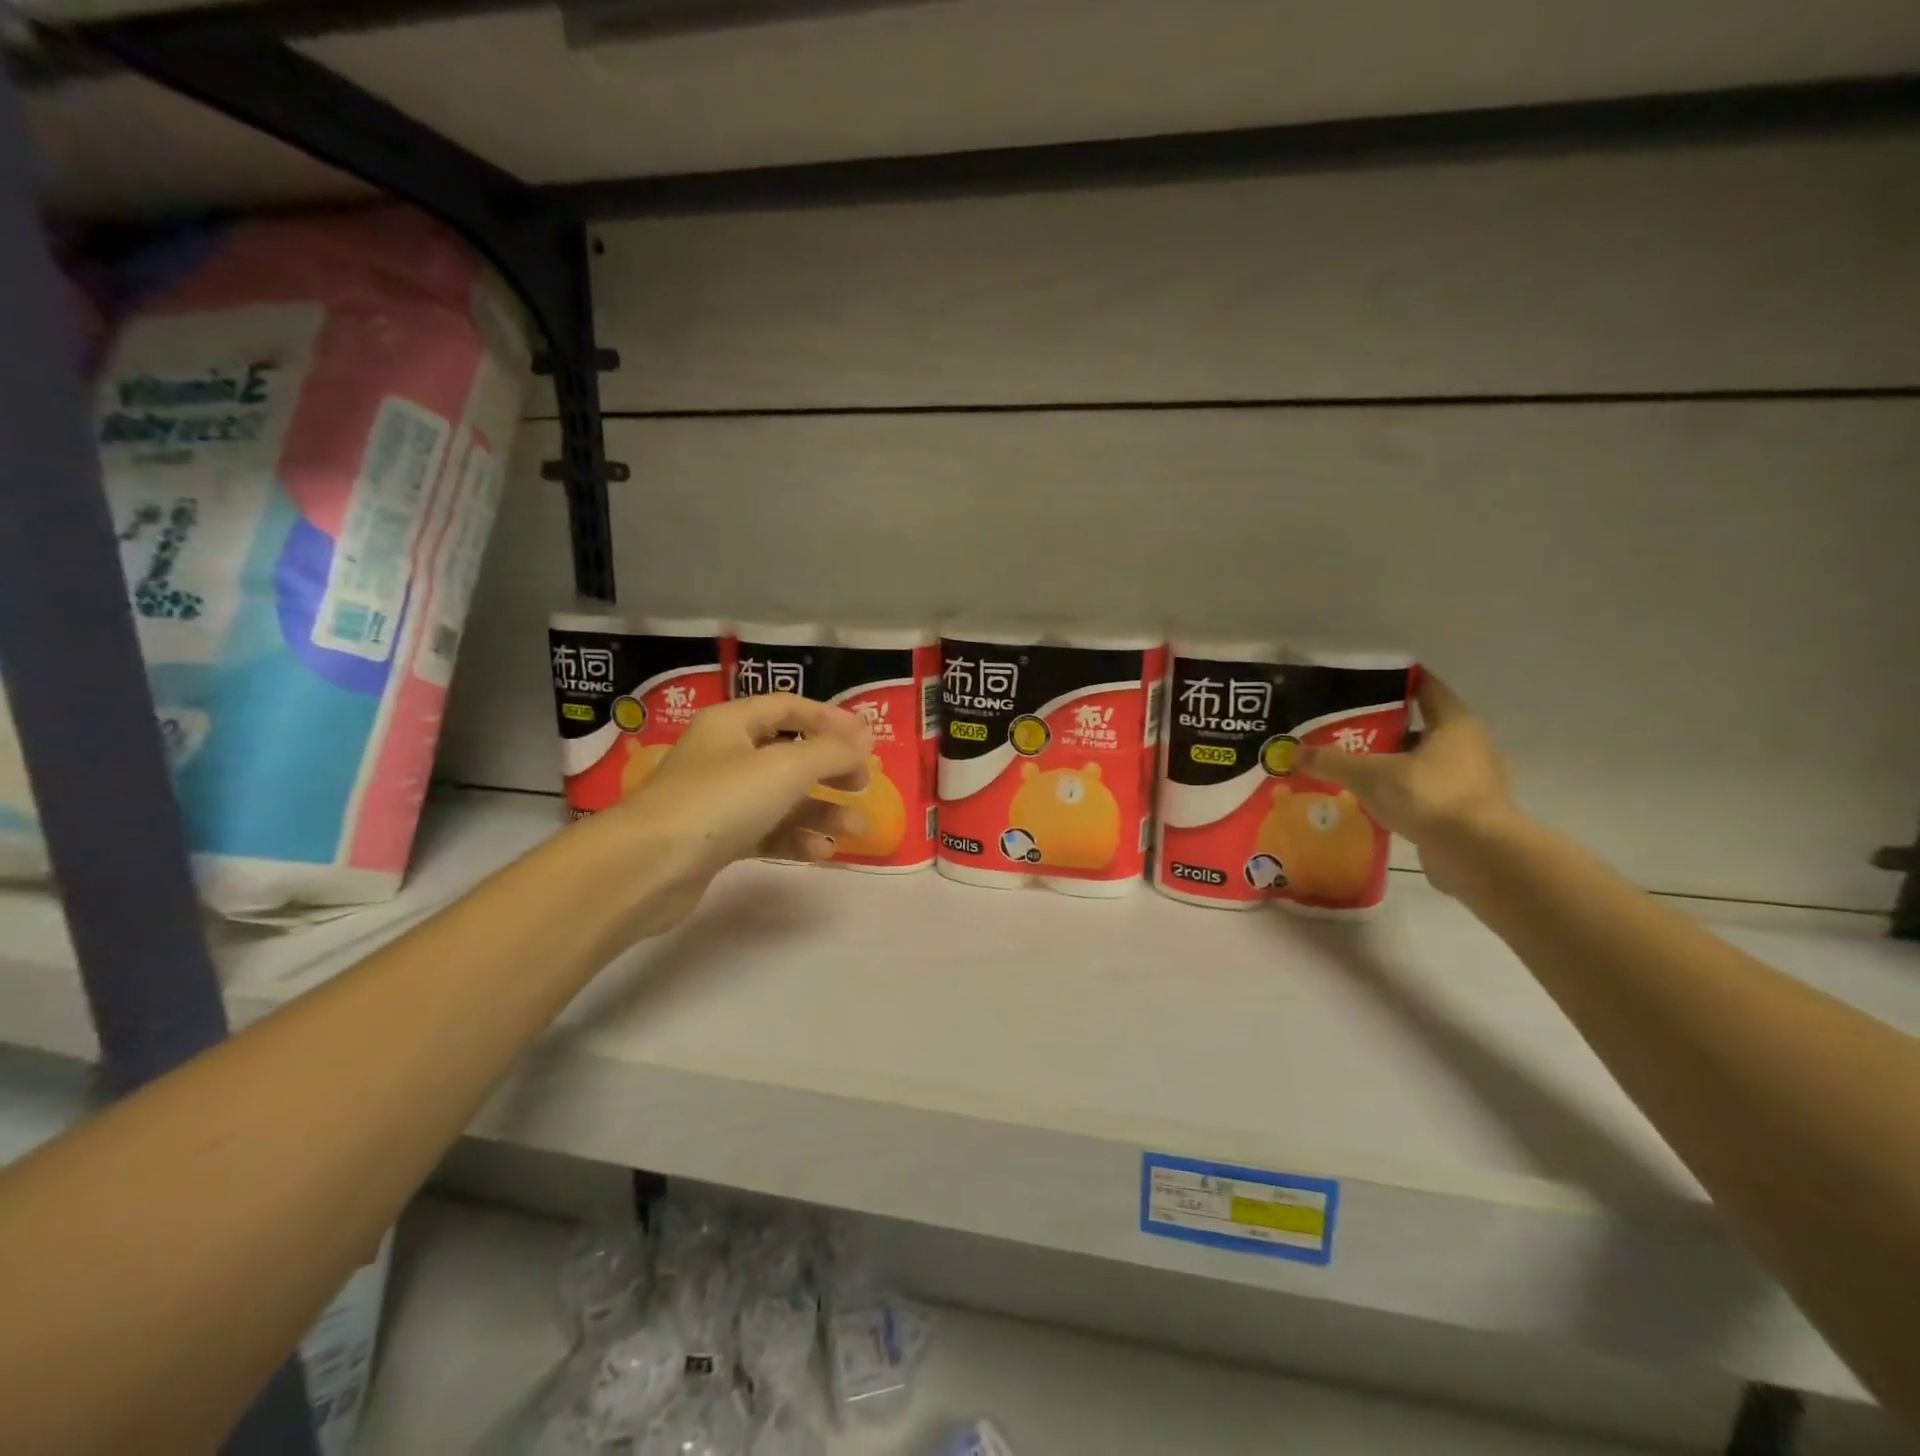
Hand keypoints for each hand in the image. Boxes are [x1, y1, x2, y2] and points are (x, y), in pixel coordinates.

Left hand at [597, 695, 872, 934]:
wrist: (647, 867)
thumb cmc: (720, 801)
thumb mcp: (786, 768)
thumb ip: (832, 752)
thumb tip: (865, 737)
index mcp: (732, 723)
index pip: (788, 707)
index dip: (830, 719)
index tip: (868, 739)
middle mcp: (724, 755)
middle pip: (789, 754)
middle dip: (830, 770)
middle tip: (864, 784)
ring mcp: (718, 800)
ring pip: (781, 798)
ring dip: (820, 812)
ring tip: (857, 829)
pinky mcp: (715, 840)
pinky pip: (765, 831)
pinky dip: (794, 838)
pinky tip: (820, 853)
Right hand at [1295, 675, 1519, 895]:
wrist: (1478, 856)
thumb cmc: (1429, 796)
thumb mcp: (1369, 775)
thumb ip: (1331, 761)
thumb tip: (1293, 752)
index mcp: (1455, 724)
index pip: (1426, 689)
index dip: (1395, 685)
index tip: (1360, 688)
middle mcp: (1471, 748)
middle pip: (1422, 729)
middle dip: (1386, 731)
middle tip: (1346, 733)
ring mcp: (1474, 783)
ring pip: (1425, 764)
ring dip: (1395, 766)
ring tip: (1355, 771)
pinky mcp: (1469, 815)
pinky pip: (1429, 795)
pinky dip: (1405, 796)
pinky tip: (1375, 804)